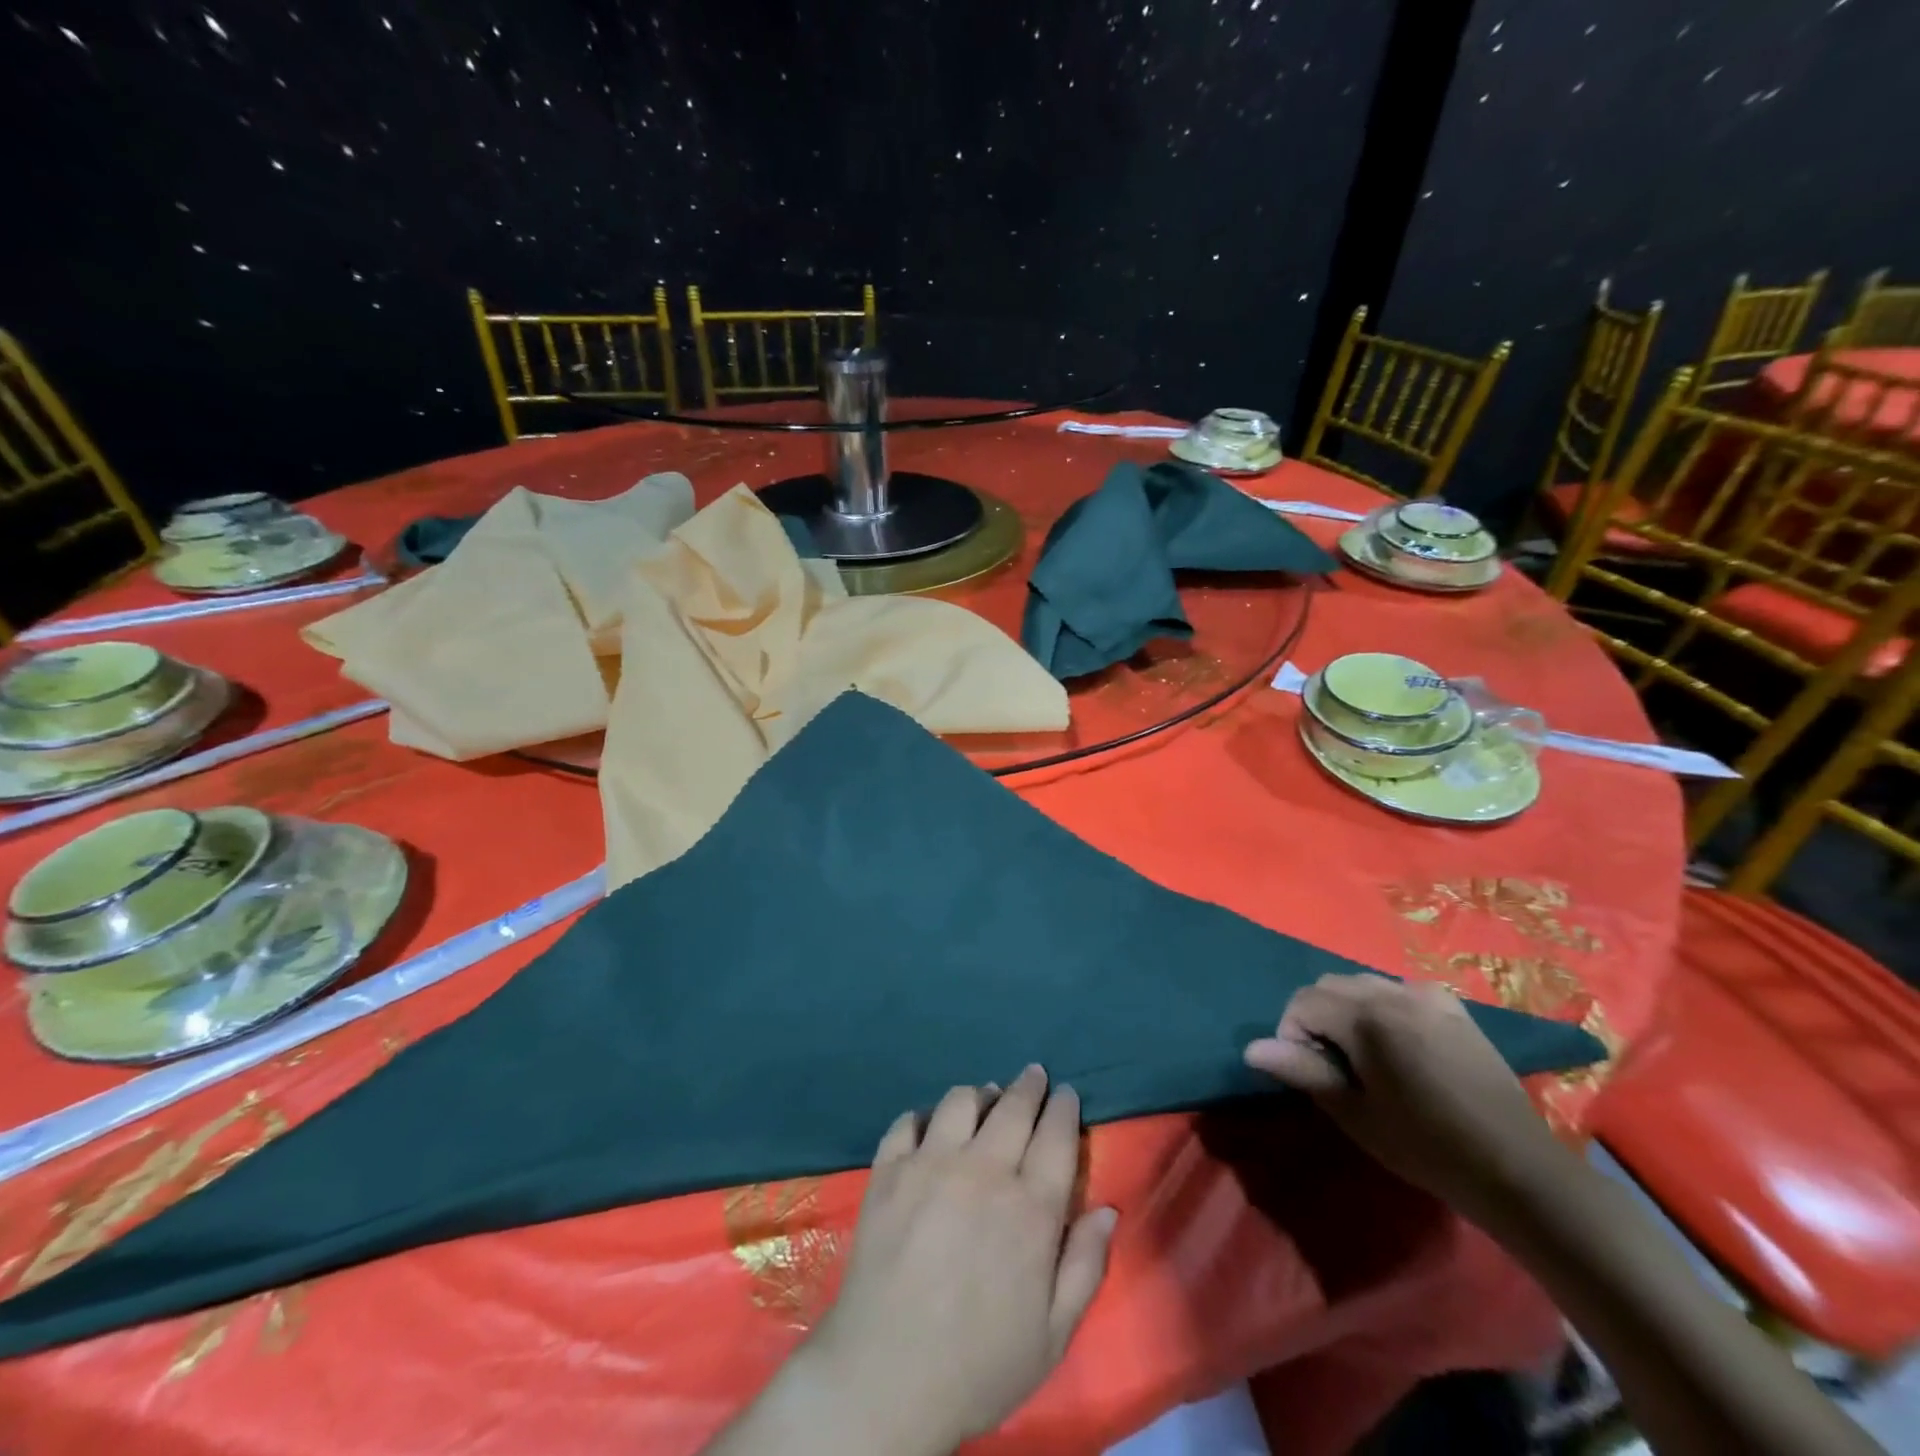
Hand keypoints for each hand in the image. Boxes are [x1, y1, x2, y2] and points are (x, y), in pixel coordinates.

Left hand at [799, 1066, 1115, 1455]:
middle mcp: (984, 1170)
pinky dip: (925, 1116)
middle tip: (1034, 1075)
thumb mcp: (1052, 1335)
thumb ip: (1085, 1266)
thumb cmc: (979, 1364)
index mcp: (1031, 1208)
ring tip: (985, 1098)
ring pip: (962, 1101)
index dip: (1064, 1108)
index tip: (1066, 1093)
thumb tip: (1107, 1209)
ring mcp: (931, 1163)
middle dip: (1030, 1085)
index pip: (1057, 1135)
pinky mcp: (889, 1170)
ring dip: (980, 1095)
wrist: (886, 1378)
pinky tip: (930, 1126)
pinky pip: (909, 1121)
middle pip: (1014, 1106)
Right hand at [1243, 974, 1563, 1230]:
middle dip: (1317, 1018)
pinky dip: (1383, 1008)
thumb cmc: (1427, 1147)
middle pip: (1330, 986)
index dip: (1292, 1035)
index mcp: (1367, 1018)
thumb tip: (1252, 1048)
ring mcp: (1427, 996)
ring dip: (1348, 1011)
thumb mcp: (1356, 1114)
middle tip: (1334, 1068)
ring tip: (1365, 1059)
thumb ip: (1303, 1071)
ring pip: (1362, 984)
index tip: (1311, 1074)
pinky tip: (1400, 1047)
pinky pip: (1398, 991)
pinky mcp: (1452, 1007)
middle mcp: (1394, 993)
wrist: (1518, 1169)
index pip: (1302, 1002)